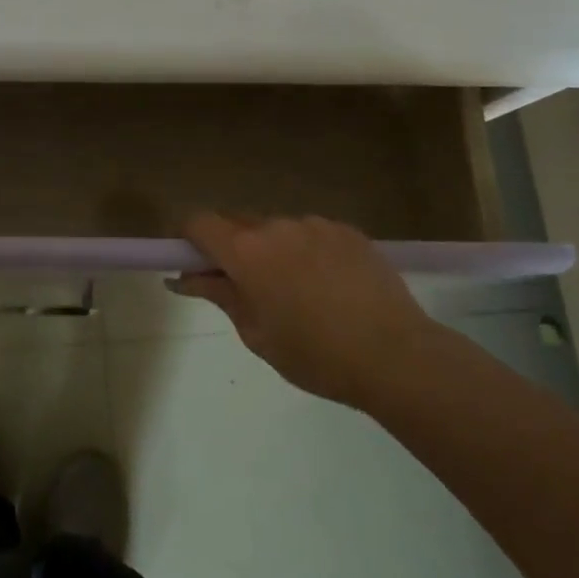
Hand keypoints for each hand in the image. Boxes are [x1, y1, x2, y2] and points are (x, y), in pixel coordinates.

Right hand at [177, 215, 440, 409]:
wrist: (395, 355)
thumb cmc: (315, 355)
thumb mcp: (256, 334)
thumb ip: (218, 296)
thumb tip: (183, 278)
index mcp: (247, 251)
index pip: (199, 222)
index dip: (189, 239)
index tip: (195, 264)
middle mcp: (277, 226)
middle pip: (237, 223)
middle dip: (231, 247)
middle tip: (245, 288)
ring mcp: (315, 224)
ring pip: (277, 229)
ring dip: (272, 250)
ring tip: (297, 293)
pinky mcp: (347, 230)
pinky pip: (311, 234)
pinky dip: (307, 252)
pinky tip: (329, 287)